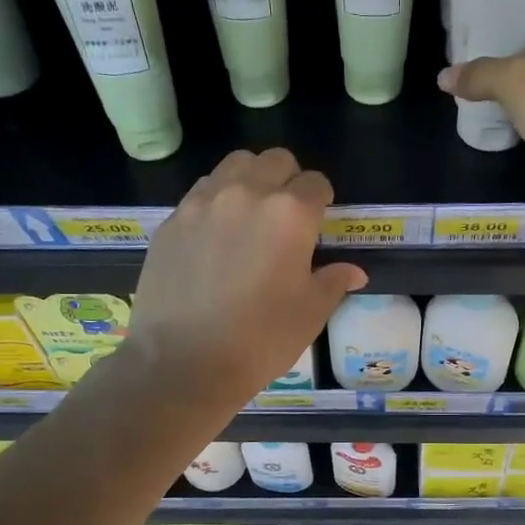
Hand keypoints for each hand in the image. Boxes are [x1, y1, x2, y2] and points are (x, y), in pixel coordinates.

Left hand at [129, 148, 365, 407]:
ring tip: (250, 218)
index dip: (323, 201)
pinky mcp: (171, 220)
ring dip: (251, 181)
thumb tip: (353, 271)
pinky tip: (215, 239)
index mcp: (290, 213)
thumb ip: (333, 282)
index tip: (319, 224)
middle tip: (287, 218)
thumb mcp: (310, 314)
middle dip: (288, 180)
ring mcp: (202, 203)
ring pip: (234, 166)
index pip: (316, 183)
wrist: (182, 363)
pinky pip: (201, 193)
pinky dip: (216, 202)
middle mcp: (246, 193)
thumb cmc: (260, 341)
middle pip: (275, 161)